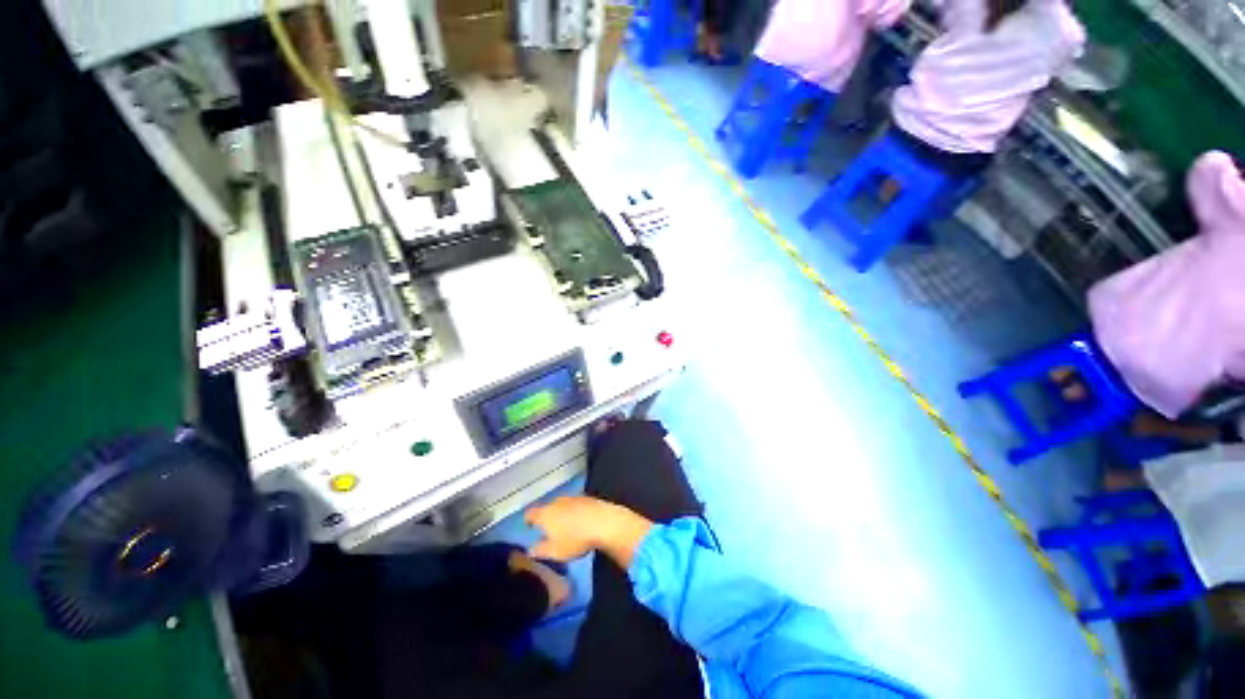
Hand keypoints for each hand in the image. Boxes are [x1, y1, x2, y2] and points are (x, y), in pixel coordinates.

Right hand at [525, 496, 653, 567]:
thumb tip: (530, 549)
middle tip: (547, 528)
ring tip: (564, 525)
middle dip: (545, 516)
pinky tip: (579, 520)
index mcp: (545, 514)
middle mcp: (556, 501)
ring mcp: (572, 497)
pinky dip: (573, 511)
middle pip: (546, 507)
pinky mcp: (586, 497)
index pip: (530, 513)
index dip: (528, 519)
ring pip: (561, 504)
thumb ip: (540, 550)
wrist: (603, 521)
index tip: (528, 526)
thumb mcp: (555, 551)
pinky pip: (574, 504)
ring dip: (560, 513)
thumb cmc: (575, 539)